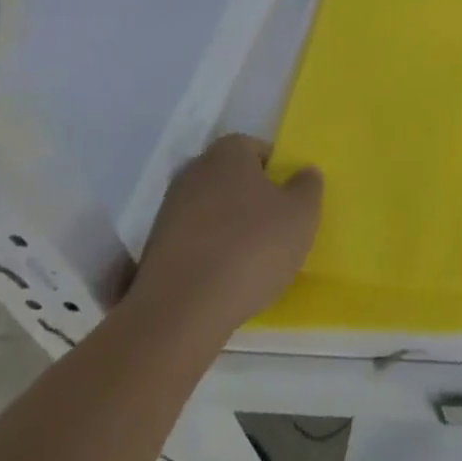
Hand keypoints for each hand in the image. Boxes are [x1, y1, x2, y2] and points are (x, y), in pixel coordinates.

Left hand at [127, 134, 321, 344]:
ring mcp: (167, 212)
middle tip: (276, 225)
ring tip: (253, 259)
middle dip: (252, 197)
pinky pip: (194, 241)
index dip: (276, 170)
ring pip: (211, 210)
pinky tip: (226, 278)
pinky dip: (210, 252)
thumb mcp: (302, 214)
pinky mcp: (153, 251)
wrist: (182, 312)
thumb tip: (303, 173)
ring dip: (230, 226)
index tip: (290, 198)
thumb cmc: (252, 247)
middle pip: (231, 178)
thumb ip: (308, 186)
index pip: (256, 148)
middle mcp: (193, 173)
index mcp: (227, 154)